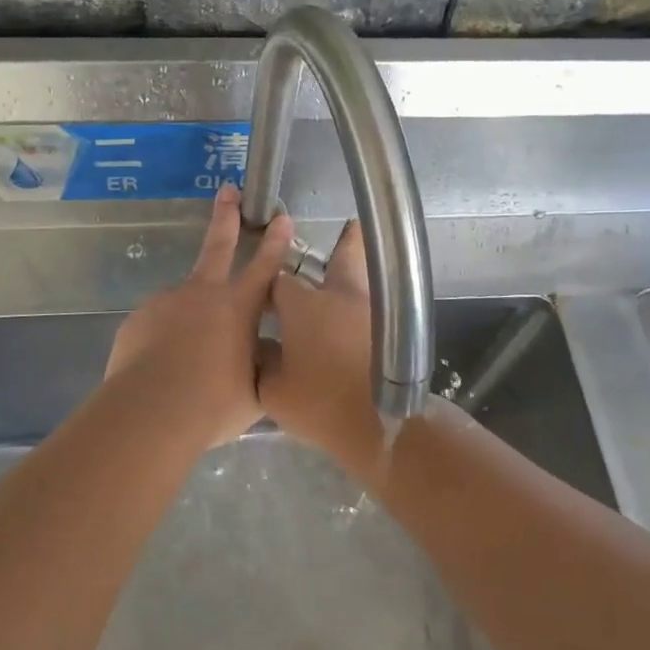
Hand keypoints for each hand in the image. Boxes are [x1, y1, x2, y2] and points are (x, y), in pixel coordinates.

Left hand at [103, 184, 294, 450]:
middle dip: (226, 216)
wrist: (149, 411)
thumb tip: (263, 353)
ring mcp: (166, 302)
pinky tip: (163, 368)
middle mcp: (202, 294)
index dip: (276, 241)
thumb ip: (260, 365)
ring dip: (189, 318)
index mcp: (238, 307)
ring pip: (184, 301)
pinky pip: (157, 325)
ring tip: (187, 361)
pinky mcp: (138, 319)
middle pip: (218, 245)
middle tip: (228, 190)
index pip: (265, 267)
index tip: (281, 216)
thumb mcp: (254, 391)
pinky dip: (164, 339)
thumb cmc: (213, 403)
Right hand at [257, 220, 383, 474]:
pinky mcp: (390, 329)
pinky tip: (362, 310)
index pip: (278, 281)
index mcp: (303, 306)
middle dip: (343, 243)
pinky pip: (376, 302)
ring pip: (365, 277)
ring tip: (364, 256)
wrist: (381, 424)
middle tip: (350, 225)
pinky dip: (368, 299)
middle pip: (342, 257)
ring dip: (360, 266)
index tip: (264, 297)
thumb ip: (261, 363)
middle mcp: (338, 296)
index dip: (269, 287)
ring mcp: (369, 309)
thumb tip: (260, 348)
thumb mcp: (273, 391)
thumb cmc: (320, 404)